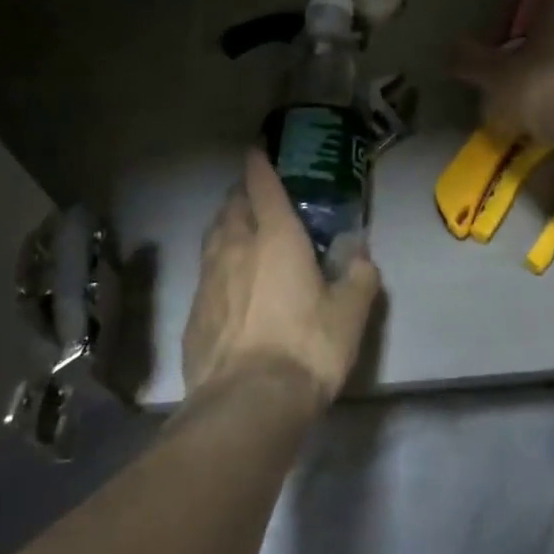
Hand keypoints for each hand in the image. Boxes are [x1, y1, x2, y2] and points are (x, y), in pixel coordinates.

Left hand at [181, 150, 382, 406]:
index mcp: (276, 238)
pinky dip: (217, 266)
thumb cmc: (306, 347)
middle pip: (232, 207)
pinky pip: (205, 274)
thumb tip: (360, 255)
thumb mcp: (350, 313)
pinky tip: (228, 285)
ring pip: (213, 237)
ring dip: (226, 227)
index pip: (262, 186)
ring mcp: (208, 280)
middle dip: (242, 195)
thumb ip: (359, 276)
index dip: (260, 164)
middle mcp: (235, 248)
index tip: (257, 150)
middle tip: (257, 197)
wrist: (246, 403)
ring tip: (240, 232)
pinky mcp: (193, 313)